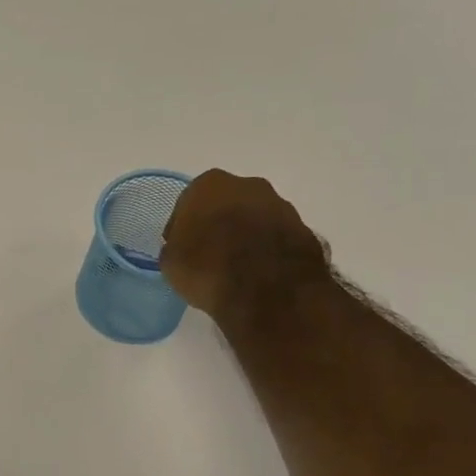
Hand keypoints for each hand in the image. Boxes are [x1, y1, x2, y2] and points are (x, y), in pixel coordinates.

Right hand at [160, 169, 331, 322]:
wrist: (268, 290)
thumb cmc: (207, 267)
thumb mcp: (171, 262)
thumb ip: (176, 247)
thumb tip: (184, 249)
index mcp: (209, 185)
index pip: (188, 203)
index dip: (183, 227)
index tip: (182, 248)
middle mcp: (247, 185)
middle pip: (226, 205)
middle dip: (218, 225)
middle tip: (210, 255)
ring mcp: (280, 206)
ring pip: (254, 219)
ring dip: (246, 236)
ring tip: (236, 268)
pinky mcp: (304, 229)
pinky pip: (276, 238)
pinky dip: (267, 251)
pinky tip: (258, 274)